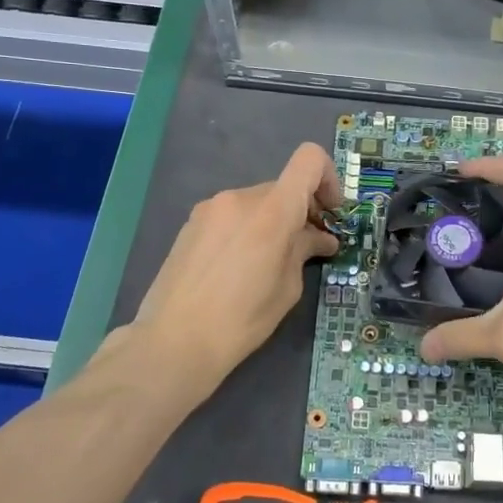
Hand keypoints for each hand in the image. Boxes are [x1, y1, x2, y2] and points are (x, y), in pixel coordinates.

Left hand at [119, 143, 341, 402]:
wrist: (173, 341)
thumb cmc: (241, 321)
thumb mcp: (286, 288)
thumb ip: (304, 251)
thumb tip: (320, 238)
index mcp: (271, 212)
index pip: (309, 161)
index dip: (328, 178)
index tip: (330, 213)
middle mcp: (240, 198)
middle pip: (283, 187)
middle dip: (300, 211)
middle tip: (306, 247)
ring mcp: (211, 208)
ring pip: (256, 202)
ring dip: (271, 221)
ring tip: (267, 261)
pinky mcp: (191, 222)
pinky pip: (231, 214)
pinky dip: (246, 229)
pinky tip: (237, 266)